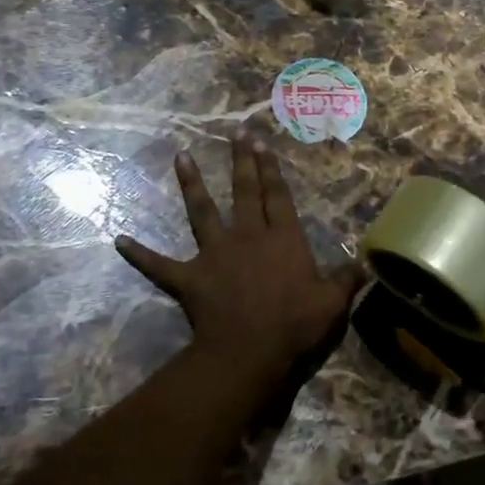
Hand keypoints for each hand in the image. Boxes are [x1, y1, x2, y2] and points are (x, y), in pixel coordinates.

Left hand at [116, 130, 361, 383]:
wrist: (250, 351)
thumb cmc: (295, 323)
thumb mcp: (332, 302)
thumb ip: (347, 279)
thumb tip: (366, 264)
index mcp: (283, 239)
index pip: (278, 196)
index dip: (271, 168)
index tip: (263, 142)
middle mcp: (249, 236)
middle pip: (244, 192)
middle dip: (241, 161)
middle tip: (236, 133)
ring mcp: (215, 254)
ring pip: (201, 212)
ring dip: (191, 184)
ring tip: (181, 156)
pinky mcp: (190, 278)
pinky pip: (160, 265)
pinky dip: (140, 254)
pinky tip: (118, 240)